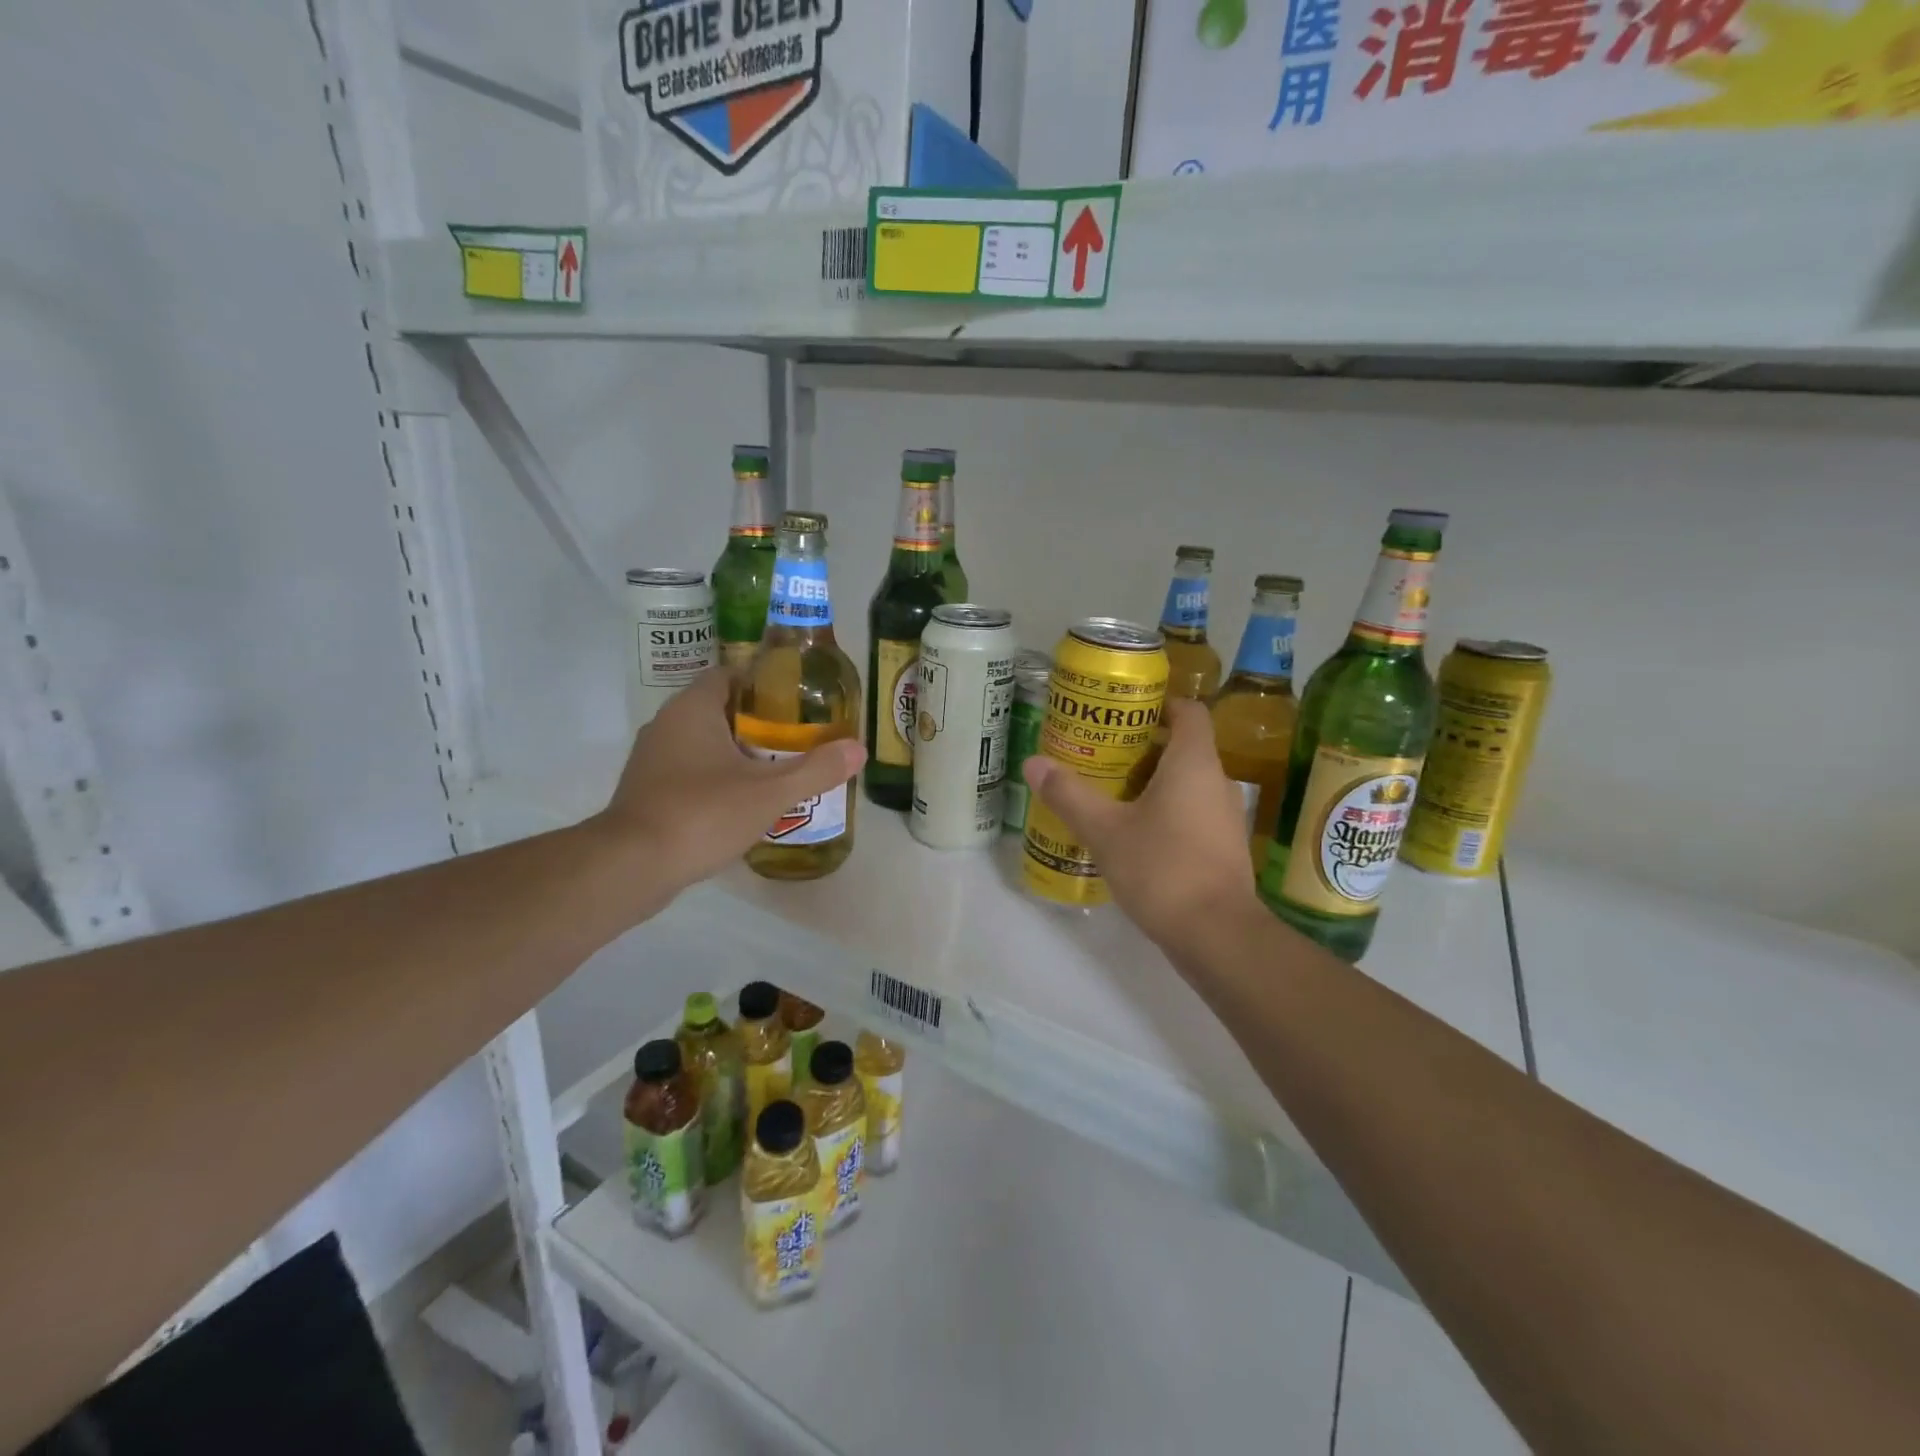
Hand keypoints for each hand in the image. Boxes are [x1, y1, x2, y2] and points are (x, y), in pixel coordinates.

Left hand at [594, 669, 863, 900]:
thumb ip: (816, 769)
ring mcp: (651, 759)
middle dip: (756, 722)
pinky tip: (740, 802)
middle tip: (795, 739)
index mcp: (693, 709)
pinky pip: (687, 771)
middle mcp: (666, 724)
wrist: (632, 866)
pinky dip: (714, 778)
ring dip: (735, 752)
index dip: (762, 683)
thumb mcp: (770, 792)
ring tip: (775, 770)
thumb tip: (858, 748)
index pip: (728, 675)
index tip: (795, 701)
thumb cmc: (702, 813)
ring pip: (702, 743)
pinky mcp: (645, 791)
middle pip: (718, 709)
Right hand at [1023, 699, 1260, 953]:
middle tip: (1101, 753)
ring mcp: (1225, 817)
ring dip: (1152, 783)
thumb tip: (1033, 763)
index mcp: (1194, 763)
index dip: (1160, 704)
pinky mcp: (1222, 848)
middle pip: (1183, 747)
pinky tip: (1132, 833)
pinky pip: (1192, 814)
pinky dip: (1165, 813)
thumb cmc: (1163, 868)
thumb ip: (1069, 795)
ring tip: (1109, 792)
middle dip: (1143, 747)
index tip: (1123, 712)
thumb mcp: (1105, 831)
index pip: (1189, 711)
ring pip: (1187, 784)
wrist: (1217, 936)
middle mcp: (1217, 782)